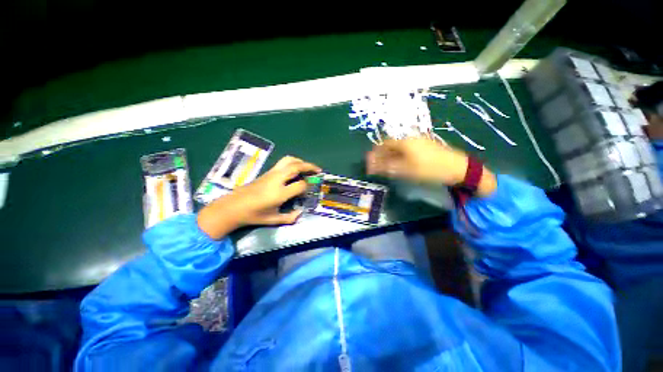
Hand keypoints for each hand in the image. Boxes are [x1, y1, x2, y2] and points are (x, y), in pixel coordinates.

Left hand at [197, 156, 320, 238]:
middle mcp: (277, 180)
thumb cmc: (253, 215)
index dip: (308, 186)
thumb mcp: (273, 220)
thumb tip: (300, 213)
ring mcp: (271, 174)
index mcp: (280, 193)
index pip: (300, 185)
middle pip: (296, 167)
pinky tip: (296, 169)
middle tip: (318, 170)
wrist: (232, 207)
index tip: (309, 189)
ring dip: (301, 161)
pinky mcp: (267, 172)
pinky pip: (283, 162)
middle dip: (309, 166)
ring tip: (308, 167)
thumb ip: (290, 217)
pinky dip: (293, 162)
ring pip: (289, 160)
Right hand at [366, 138, 496, 195]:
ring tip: (387, 166)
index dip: (375, 152)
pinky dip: (399, 157)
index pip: (384, 144)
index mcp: (404, 142)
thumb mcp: (405, 170)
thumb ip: (387, 168)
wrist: (457, 167)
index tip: (370, 161)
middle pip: (391, 145)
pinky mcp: (425, 147)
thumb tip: (371, 167)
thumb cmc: (429, 168)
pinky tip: (400, 164)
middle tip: (377, 166)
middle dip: (382, 155)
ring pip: (399, 148)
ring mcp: (419, 142)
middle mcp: (410, 139)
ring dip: (390, 156)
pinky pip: (407, 150)